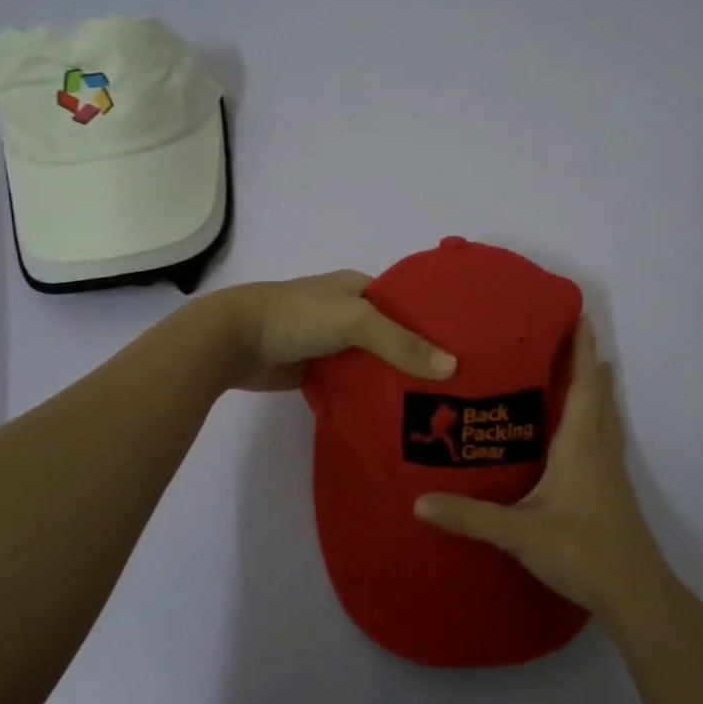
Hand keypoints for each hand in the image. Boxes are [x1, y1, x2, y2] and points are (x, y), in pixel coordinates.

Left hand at [209, 270, 456, 392]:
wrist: (234, 341)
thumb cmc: (297, 316)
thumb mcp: (355, 321)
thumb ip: (401, 343)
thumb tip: (451, 367)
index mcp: (359, 288)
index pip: (408, 303)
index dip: (436, 321)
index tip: (468, 346)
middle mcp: (349, 314)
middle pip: (394, 336)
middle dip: (421, 356)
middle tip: (462, 384)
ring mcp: (333, 344)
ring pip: (374, 362)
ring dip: (397, 379)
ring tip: (440, 405)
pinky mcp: (318, 372)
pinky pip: (353, 384)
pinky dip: (371, 396)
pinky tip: (398, 415)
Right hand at [415, 317, 673, 620]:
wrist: (636, 594)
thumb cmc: (582, 551)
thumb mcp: (520, 534)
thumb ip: (470, 517)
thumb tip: (419, 503)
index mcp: (580, 445)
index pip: (584, 385)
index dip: (583, 349)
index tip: (580, 315)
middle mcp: (599, 449)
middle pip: (598, 394)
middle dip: (587, 361)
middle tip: (567, 335)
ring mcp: (610, 471)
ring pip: (605, 416)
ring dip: (594, 388)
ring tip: (579, 369)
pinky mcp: (612, 490)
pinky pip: (603, 437)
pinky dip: (594, 417)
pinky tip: (579, 431)